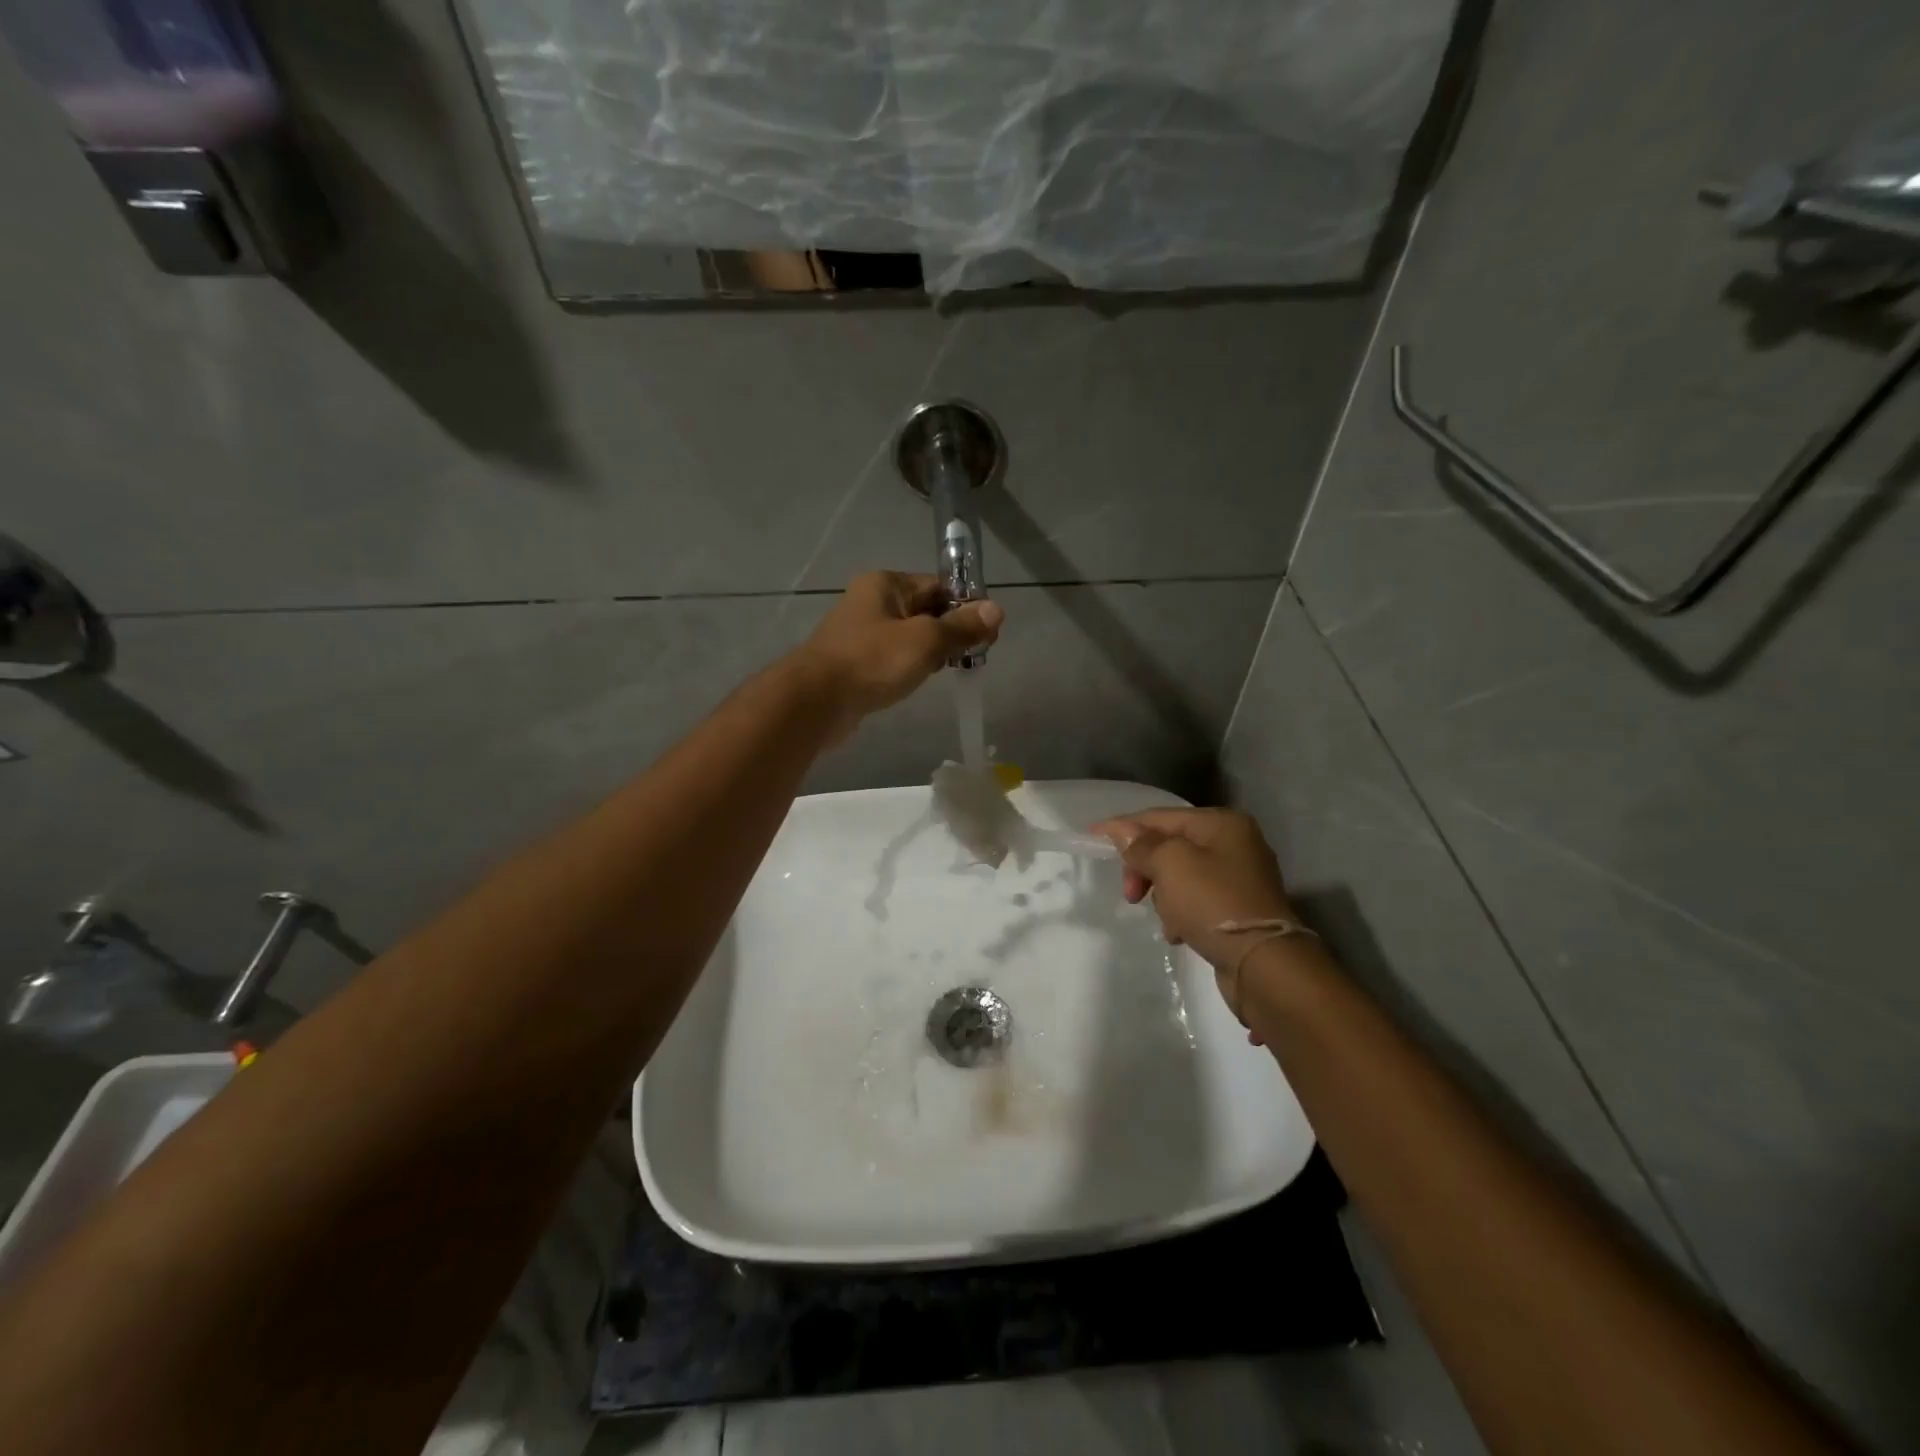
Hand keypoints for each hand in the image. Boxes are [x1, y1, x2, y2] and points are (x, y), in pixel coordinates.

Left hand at [796, 571, 1003, 742]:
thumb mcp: (926, 640)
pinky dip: (911, 665)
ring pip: (910, 636)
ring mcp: (861, 633)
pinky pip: (893, 657)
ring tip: (953, 669)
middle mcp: (872, 601)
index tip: (989, 632)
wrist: (816, 701)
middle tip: (977, 654)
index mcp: (886, 584)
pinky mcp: (856, 662)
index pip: (938, 585)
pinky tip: (920, 680)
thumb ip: (961, 627)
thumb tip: (996, 609)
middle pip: (926, 609)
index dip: (967, 605)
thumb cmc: (873, 661)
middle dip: (952, 630)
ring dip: (933, 650)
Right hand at [1093, 808, 1302, 1032]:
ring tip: (1166, 919)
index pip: (1160, 816)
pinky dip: (1181, 913)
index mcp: (1221, 823)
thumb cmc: (1213, 903)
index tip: (1092, 836)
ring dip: (1163, 895)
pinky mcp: (1238, 909)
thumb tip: (1123, 833)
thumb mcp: (1170, 865)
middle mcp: (1234, 843)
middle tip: (1131, 894)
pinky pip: (1195, 901)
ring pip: (1179, 876)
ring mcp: (1239, 877)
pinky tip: (1178, 932)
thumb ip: (1142, 845)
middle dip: (1145, 868)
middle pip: (1170, 846)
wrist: (1264, 965)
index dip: (1124, 826)